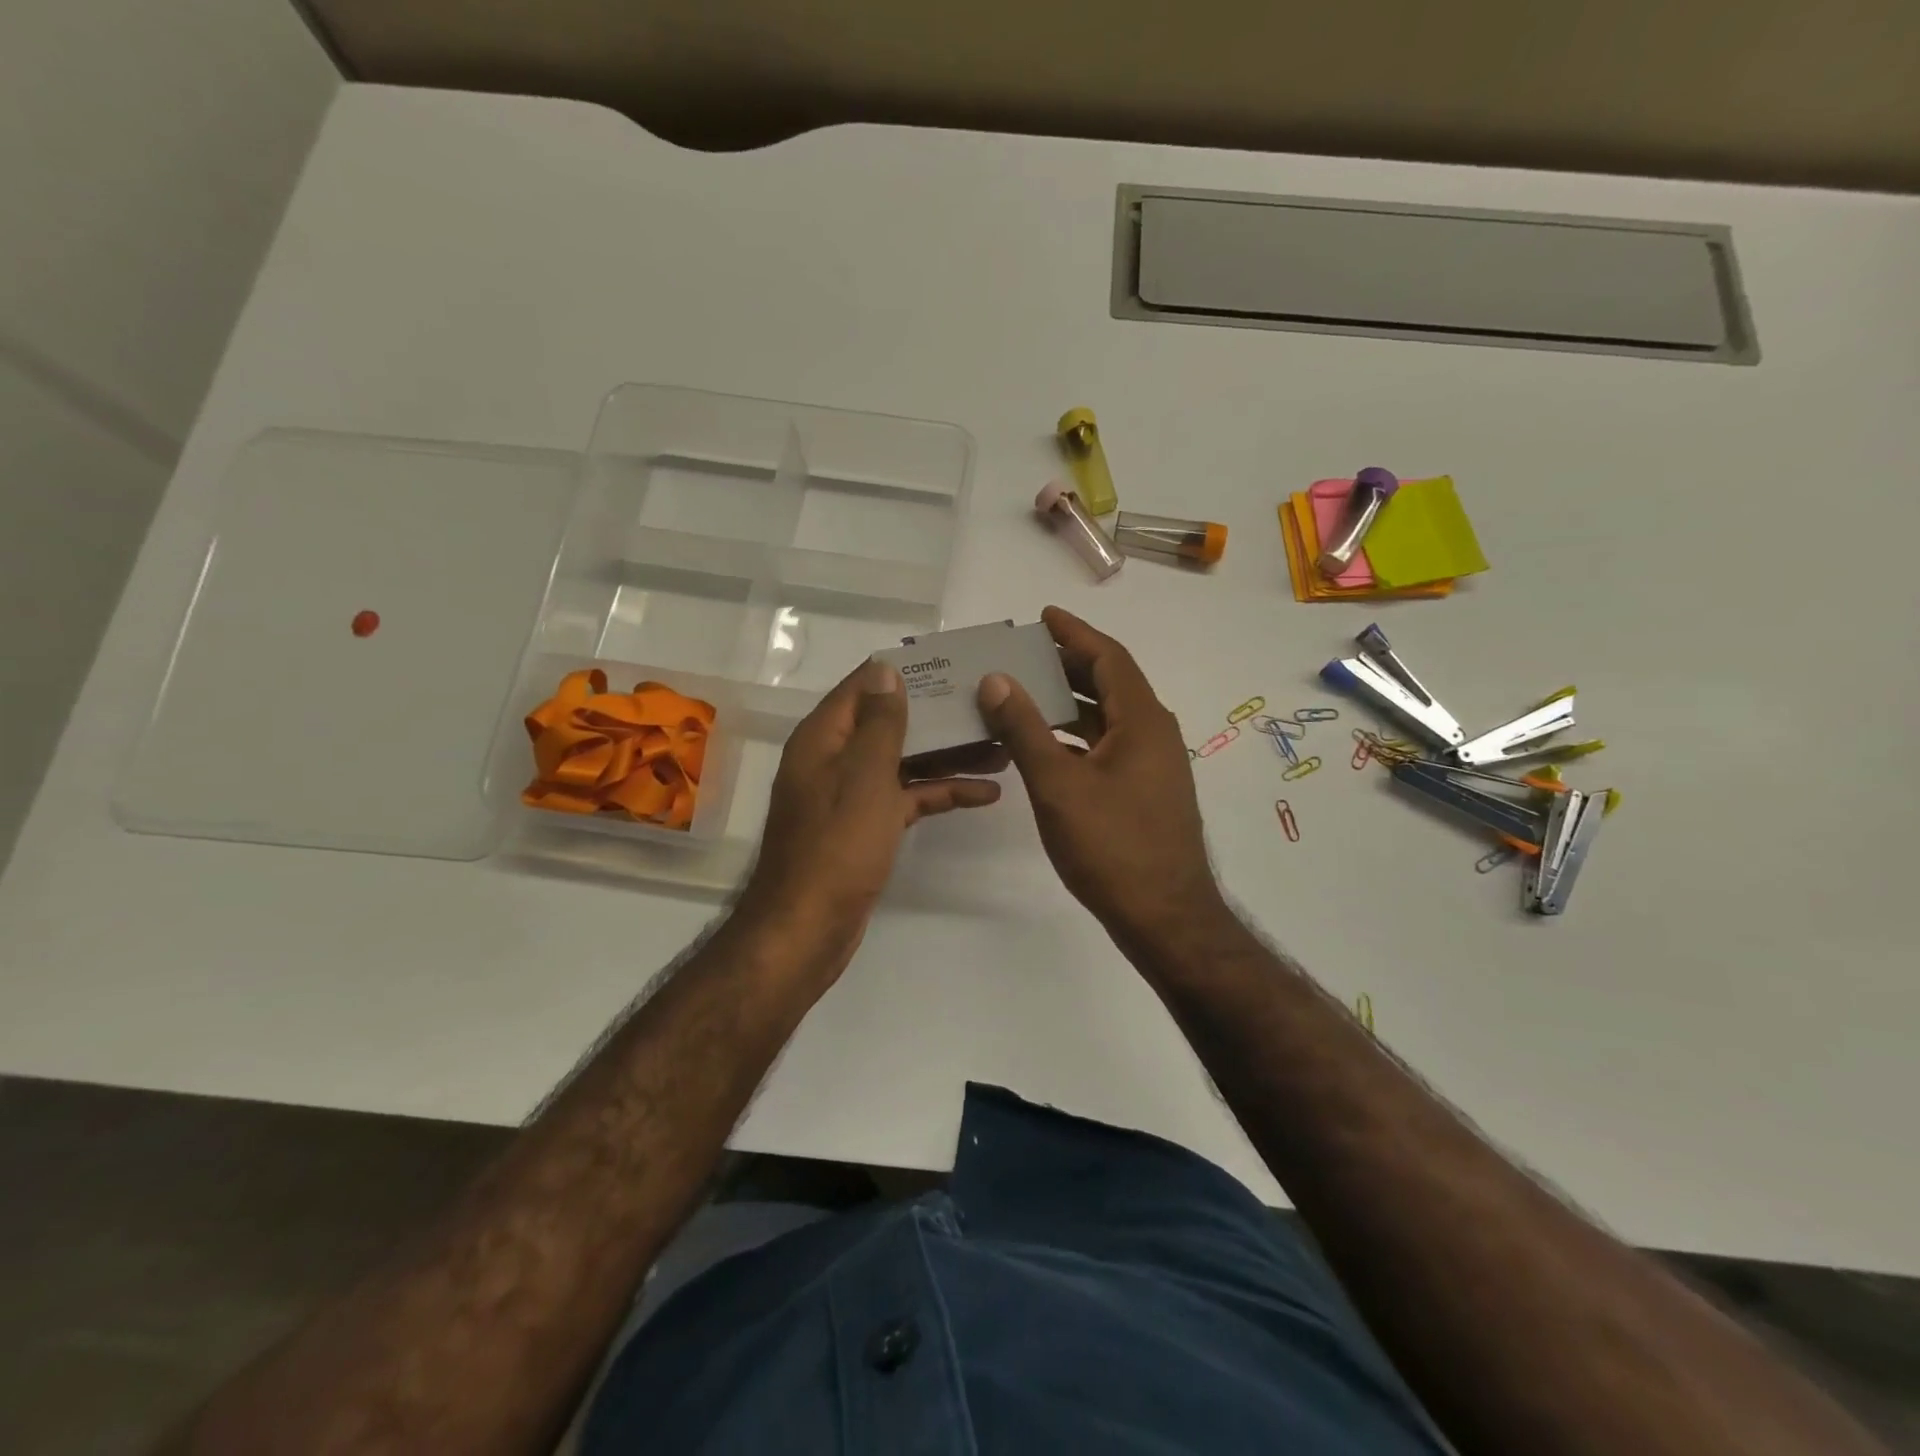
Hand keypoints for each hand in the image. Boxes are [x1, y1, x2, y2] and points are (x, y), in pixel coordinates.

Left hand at [742, 657, 1005, 951]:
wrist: (810, 927)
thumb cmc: (838, 844)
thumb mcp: (865, 775)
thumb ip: (880, 723)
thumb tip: (885, 670)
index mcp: (825, 738)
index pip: (865, 686)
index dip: (905, 672)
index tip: (951, 663)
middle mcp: (835, 759)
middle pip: (891, 723)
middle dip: (938, 716)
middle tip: (989, 707)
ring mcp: (851, 794)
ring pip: (904, 761)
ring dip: (948, 755)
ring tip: (1002, 749)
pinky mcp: (867, 826)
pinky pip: (907, 797)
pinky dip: (940, 793)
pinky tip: (985, 794)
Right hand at [978, 606, 1223, 950]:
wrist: (1163, 916)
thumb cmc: (1111, 846)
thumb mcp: (1058, 785)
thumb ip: (1024, 729)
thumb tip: (996, 679)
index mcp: (1142, 721)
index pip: (1108, 658)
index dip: (1074, 633)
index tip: (1043, 615)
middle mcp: (1153, 734)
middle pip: (1108, 683)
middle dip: (1066, 665)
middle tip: (1022, 653)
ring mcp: (1152, 765)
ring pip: (1106, 717)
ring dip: (1067, 702)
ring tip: (1022, 693)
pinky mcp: (1144, 791)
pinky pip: (1106, 746)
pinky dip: (1075, 736)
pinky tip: (1043, 746)